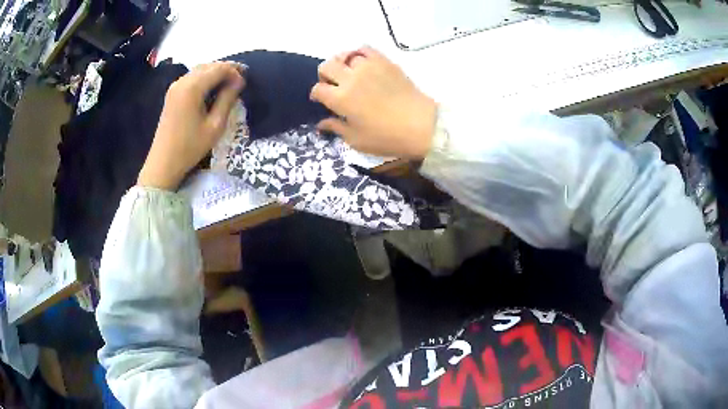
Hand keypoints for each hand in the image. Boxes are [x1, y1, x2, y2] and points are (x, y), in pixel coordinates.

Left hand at [138, 62, 244, 189]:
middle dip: (226, 68)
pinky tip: (213, 86)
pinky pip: (192, 77)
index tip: (245, 83)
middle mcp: (182, 81)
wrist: (163, 163)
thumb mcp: (215, 126)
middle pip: (209, 66)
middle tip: (242, 75)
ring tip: (230, 79)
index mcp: (192, 88)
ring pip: (200, 69)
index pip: (219, 69)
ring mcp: (175, 86)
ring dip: (215, 71)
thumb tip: (238, 82)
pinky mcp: (172, 93)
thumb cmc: (190, 147)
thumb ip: (227, 99)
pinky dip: (205, 77)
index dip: (234, 72)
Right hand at [310, 47, 436, 158]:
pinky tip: (362, 63)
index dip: (317, 94)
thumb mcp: (356, 139)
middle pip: (326, 66)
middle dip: (324, 75)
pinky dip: (359, 54)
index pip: (318, 89)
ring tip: (348, 73)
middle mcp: (350, 78)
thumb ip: (336, 128)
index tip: (321, 100)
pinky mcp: (384, 62)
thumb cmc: (386, 137)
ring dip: (341, 64)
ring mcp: (368, 67)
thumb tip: (321, 123)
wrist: (421, 125)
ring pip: (344, 55)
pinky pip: (365, 49)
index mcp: (340, 99)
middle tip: (332, 85)